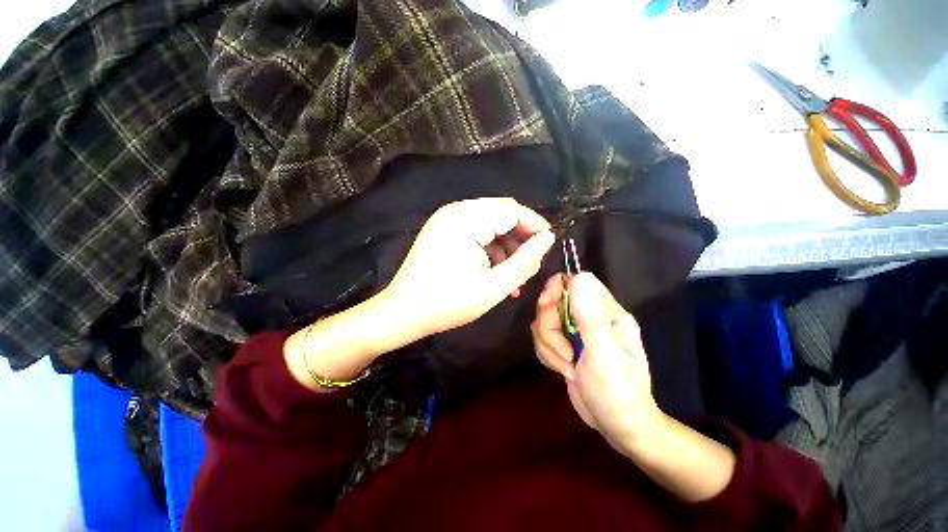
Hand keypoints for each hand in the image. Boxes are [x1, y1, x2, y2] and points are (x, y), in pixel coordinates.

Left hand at [383, 198, 555, 338]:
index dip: (535, 227)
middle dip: (521, 236)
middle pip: (501, 213)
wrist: (402, 313)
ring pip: (490, 223)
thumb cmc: (447, 304)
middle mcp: (455, 211)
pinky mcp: (443, 230)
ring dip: (506, 245)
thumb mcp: (493, 287)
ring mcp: (446, 219)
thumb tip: (548, 239)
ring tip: (515, 274)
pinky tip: (496, 272)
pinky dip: (490, 248)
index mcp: (466, 220)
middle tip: (532, 262)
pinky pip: (475, 231)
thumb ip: (525, 262)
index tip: (549, 247)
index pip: (513, 211)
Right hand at [531, 272, 660, 447]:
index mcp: (607, 312)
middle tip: (564, 351)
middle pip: (553, 301)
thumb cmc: (617, 393)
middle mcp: (590, 316)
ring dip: (548, 345)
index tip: (546, 306)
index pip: (575, 281)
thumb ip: (590, 317)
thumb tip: (579, 277)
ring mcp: (576, 331)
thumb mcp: (604, 356)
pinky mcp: (565, 343)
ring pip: (544, 321)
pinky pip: (542, 337)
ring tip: (567, 365)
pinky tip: (562, 369)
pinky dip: (547, 353)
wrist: (618, 426)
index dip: (556, 289)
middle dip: (549, 327)